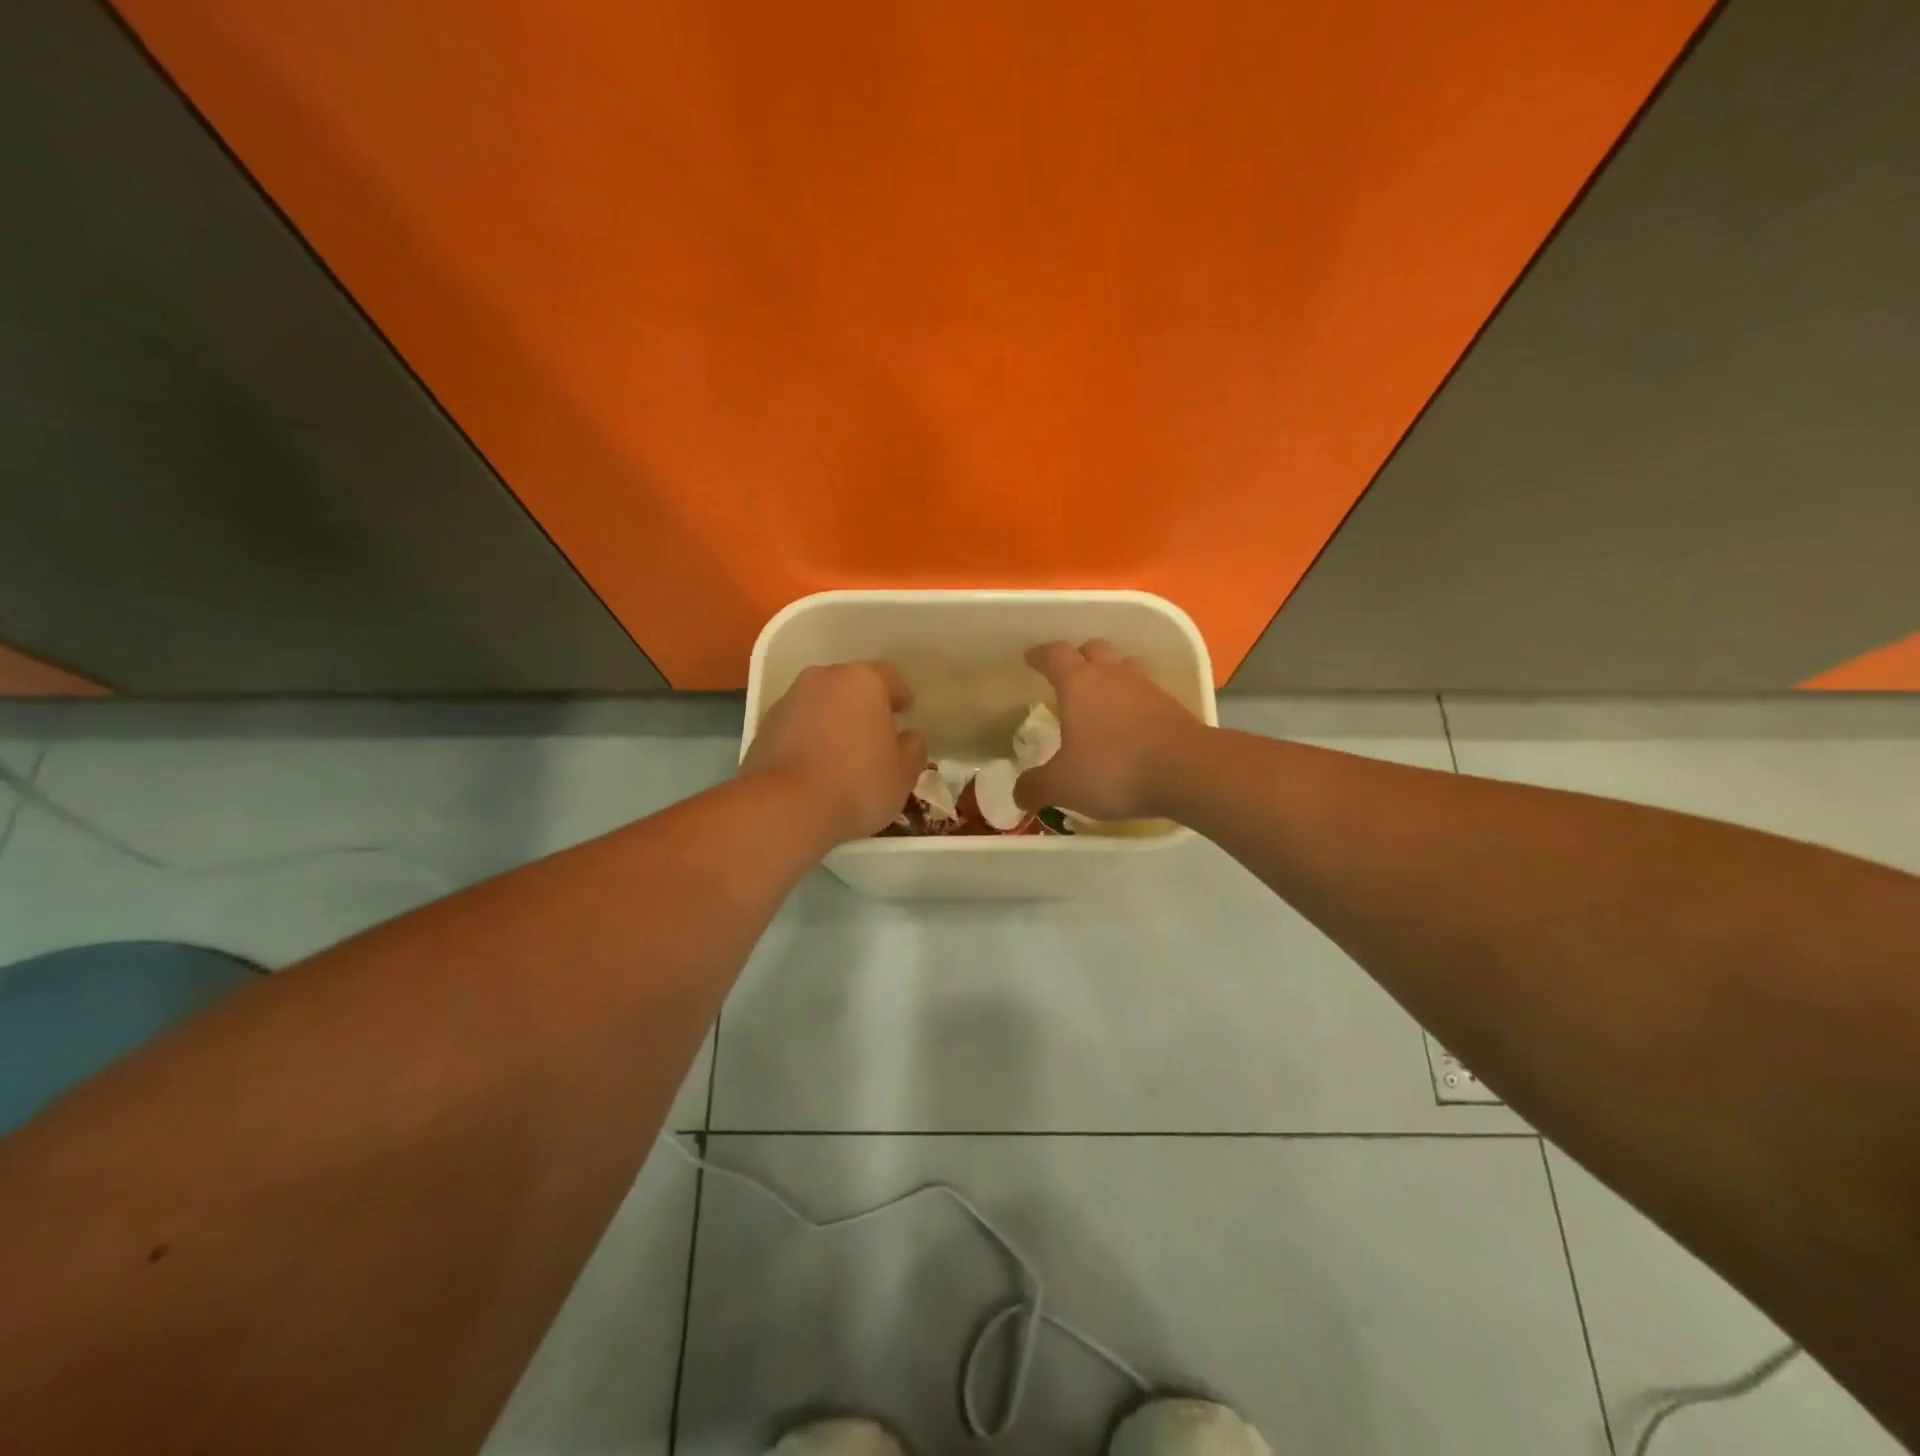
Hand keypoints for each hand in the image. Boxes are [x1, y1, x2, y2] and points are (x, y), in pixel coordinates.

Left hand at [741, 661, 927, 846]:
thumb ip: (913, 749)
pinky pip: (798, 725)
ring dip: (834, 720)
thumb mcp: (903, 774)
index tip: (906, 712)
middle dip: (864, 705)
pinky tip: (816, 766)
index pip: (889, 676)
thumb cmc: (857, 784)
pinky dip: (809, 738)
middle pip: (850, 686)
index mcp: (862, 680)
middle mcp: (823, 679)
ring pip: (821, 704)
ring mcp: (789, 701)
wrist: (784, 807)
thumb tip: (908, 737)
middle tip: (876, 732)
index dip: (900, 694)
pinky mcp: (764, 727)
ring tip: (844, 752)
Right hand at [1014, 640, 1205, 819]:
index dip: (1040, 655)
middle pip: (1093, 649)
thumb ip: (1036, 787)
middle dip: (1078, 657)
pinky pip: (1146, 693)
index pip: (1054, 655)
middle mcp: (1112, 675)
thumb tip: (1018, 794)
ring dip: (1110, 675)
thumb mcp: (1063, 785)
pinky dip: (1133, 701)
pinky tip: (1130, 724)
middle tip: (1068, 676)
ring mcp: (1147, 688)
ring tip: (1100, 697)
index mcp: (1079, 683)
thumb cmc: (1114, 768)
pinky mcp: (1173, 707)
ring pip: (1124, 667)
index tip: (1031, 659)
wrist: (1188, 771)